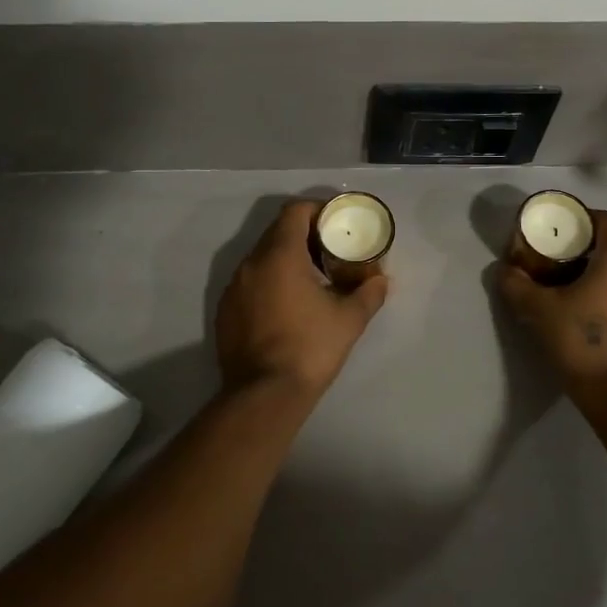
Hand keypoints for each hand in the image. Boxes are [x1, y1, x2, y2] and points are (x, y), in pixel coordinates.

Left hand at [215, 200, 388, 403]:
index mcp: (280, 255)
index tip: (336, 223)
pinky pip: (250, 282)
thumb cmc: (310, 348)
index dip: (317, 210)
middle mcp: (251, 262)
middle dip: (304, 235)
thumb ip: (369, 292)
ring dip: (286, 259)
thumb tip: (381, 280)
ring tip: (311, 279)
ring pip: (262, 257)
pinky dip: (269, 281)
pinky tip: (287, 306)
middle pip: (277, 232)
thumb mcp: (349, 319)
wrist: (263, 395)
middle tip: (330, 251)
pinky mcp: (225, 310)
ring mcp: (234, 287)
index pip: (295, 211)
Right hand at [498, 210, 606, 395]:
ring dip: (606, 258)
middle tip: (563, 248)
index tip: (557, 228)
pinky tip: (590, 296)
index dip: (581, 218)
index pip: (605, 218)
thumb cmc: (581, 340)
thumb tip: (504, 270)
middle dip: (594, 237)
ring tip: (575, 272)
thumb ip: (516, 284)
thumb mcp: (538, 309)